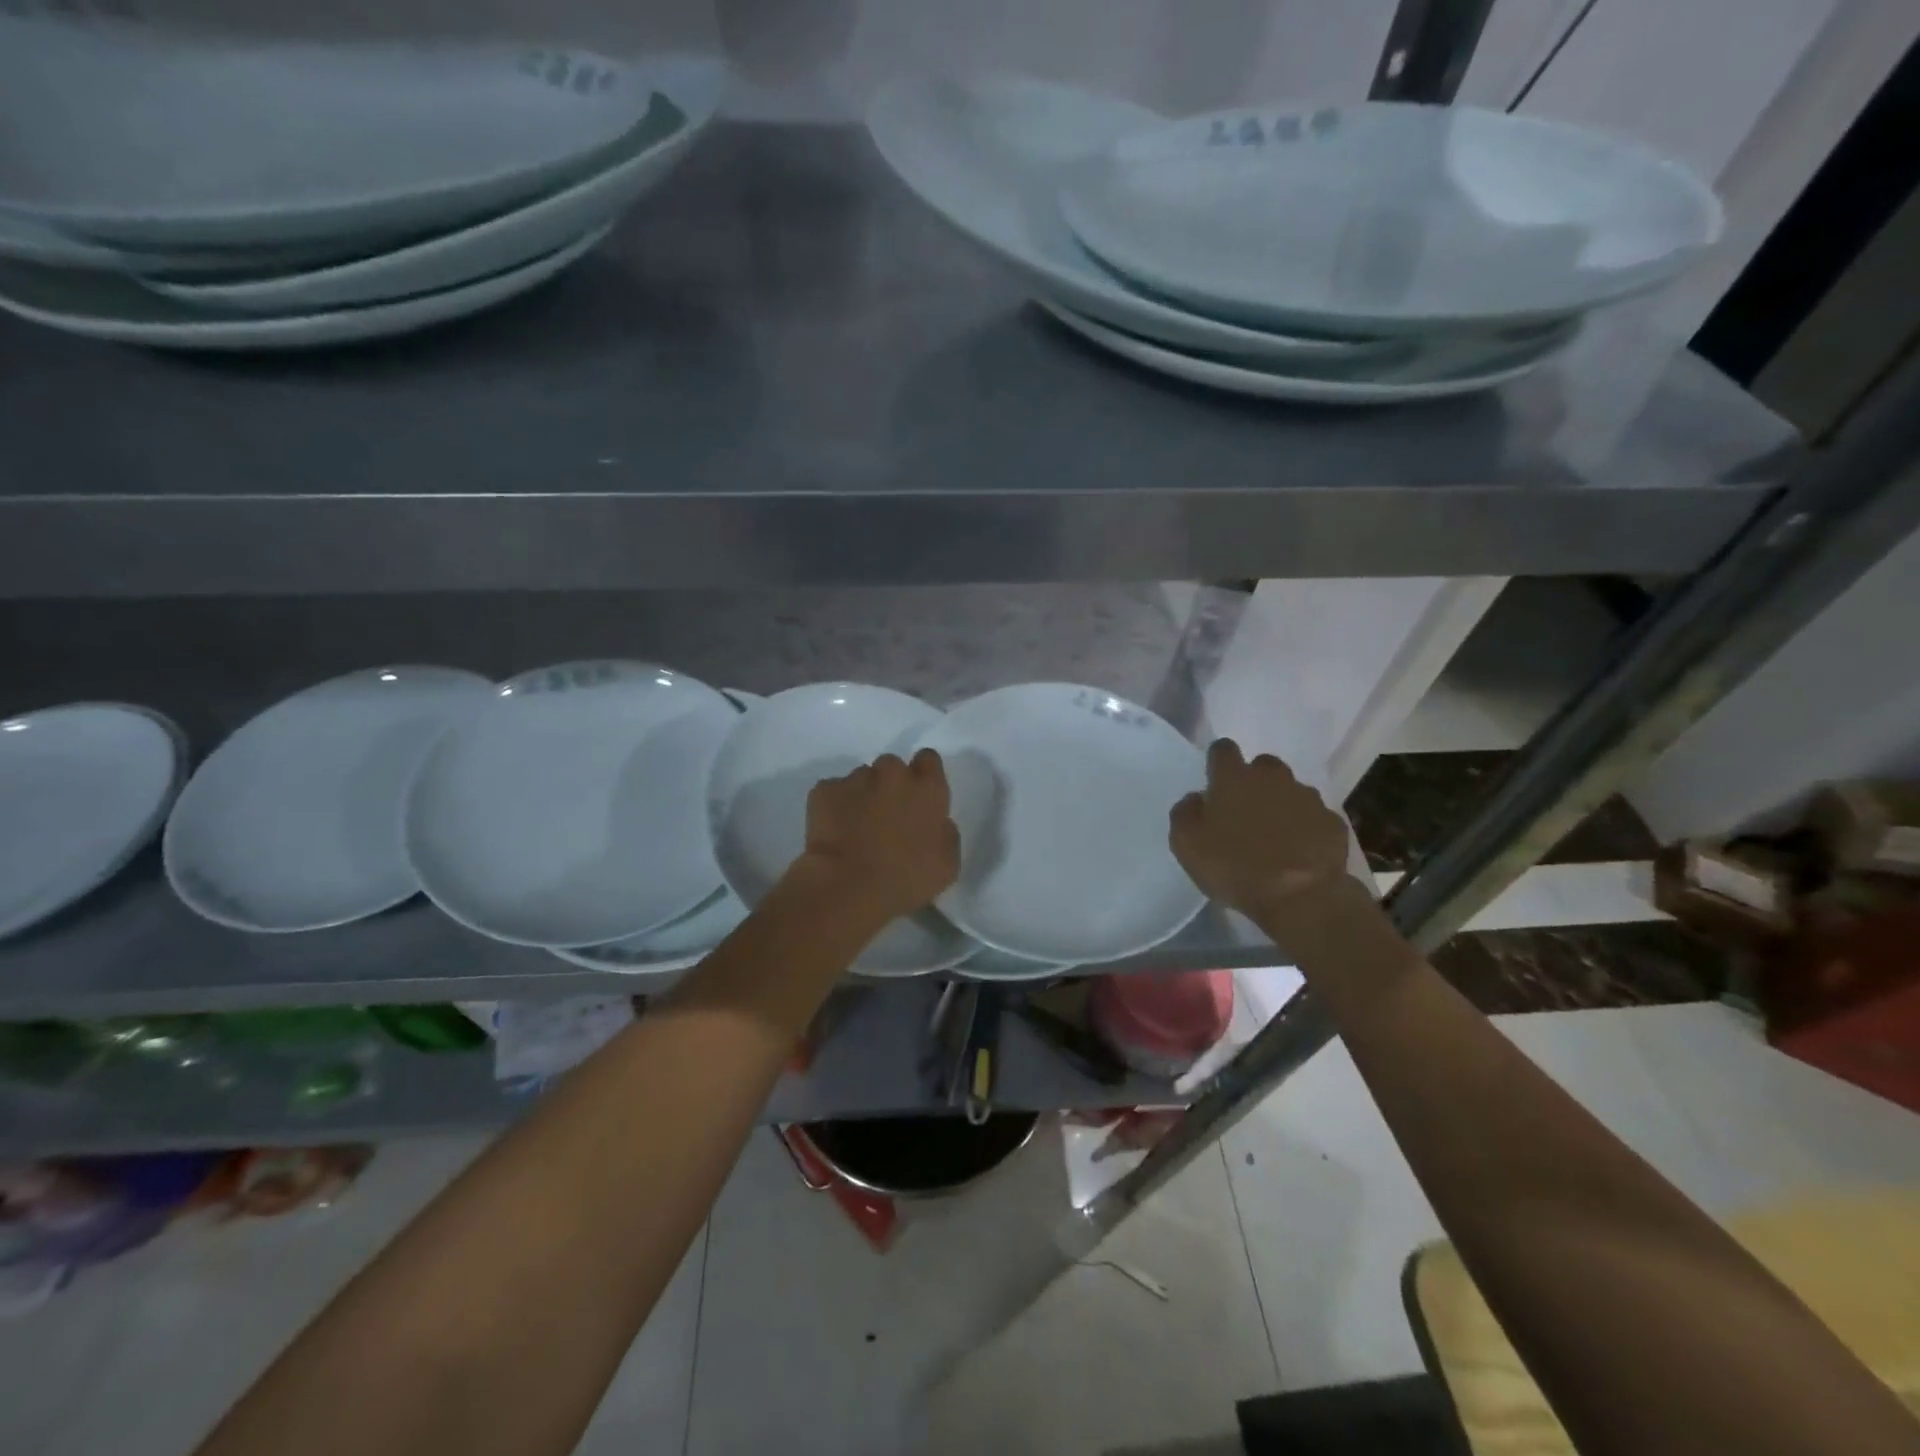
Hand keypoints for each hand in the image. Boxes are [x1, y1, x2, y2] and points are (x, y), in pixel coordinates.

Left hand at [795, 748, 959, 926]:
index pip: (929, 760)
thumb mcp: (947, 864)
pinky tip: (834, 832)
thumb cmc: (907, 878)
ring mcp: (855, 779)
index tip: (919, 796)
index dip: (923, 775)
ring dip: (862, 796)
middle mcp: (892, 773)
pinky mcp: (823, 791)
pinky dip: (833, 806)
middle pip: (892, 767)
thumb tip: (937, 823)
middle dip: (890, 785)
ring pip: (861, 779)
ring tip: (856, 828)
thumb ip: (945, 833)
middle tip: (886, 817)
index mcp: (927, 788)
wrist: (849, 886)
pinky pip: (832, 792)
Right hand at [1169, 740, 1356, 931]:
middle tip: (1245, 811)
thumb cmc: (1235, 867)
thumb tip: (1196, 799)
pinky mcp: (1332, 822)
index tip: (1214, 781)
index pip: (1223, 749)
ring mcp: (1307, 798)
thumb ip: (1185, 814)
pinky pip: (1314, 817)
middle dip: (1254, 781)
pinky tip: (1300, 852)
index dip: (1217, 761)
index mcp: (1234, 778)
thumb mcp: (1187, 845)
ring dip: (1281, 804)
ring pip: (1291, 790)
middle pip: (1262, 765)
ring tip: (1275, 836)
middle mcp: (1272, 778)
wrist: (1301, 898)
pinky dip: (1306, 828)